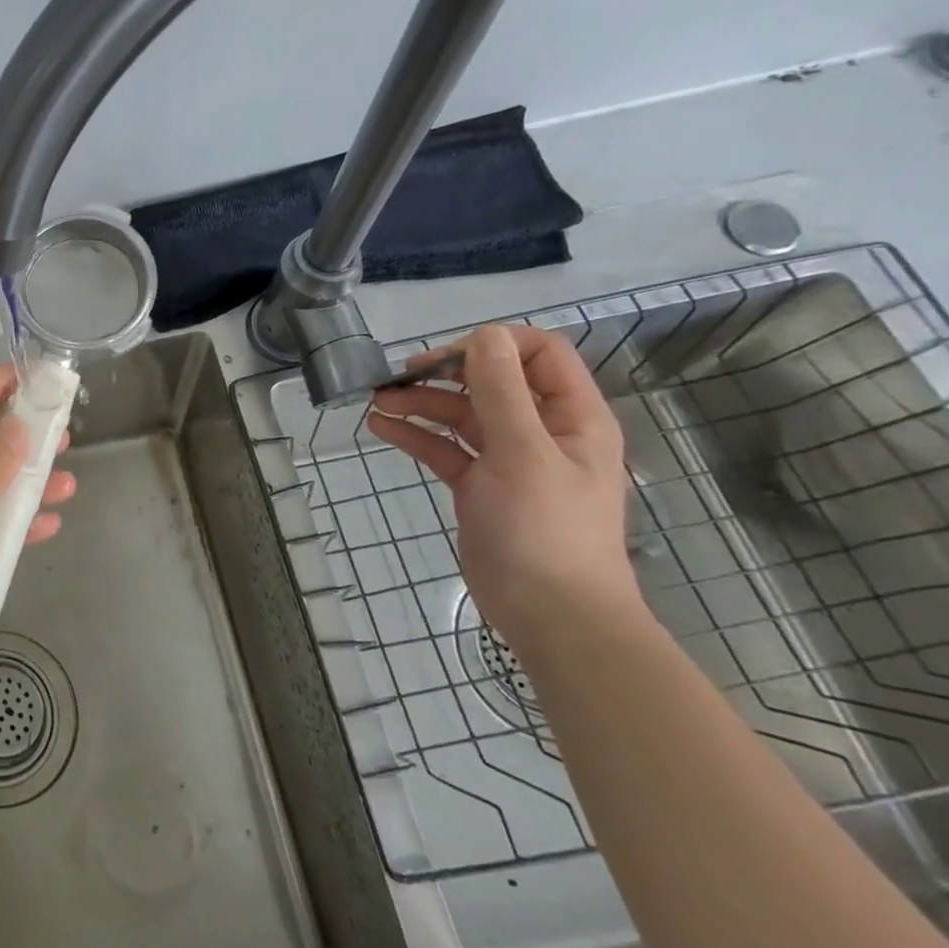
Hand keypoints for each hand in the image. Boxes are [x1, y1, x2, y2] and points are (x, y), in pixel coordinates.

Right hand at [365, 324, 636, 649]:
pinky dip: (415, 435)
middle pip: (490, 382)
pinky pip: (444, 448)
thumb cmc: (545, 528)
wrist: (550, 614)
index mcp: (571, 417)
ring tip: (377, 401)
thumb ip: (502, 391)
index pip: (539, 354)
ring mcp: (508, 460)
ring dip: (421, 403)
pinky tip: (380, 428)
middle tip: (398, 377)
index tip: (445, 357)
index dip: (493, 345)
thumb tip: (485, 333)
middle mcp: (541, 431)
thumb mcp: (523, 452)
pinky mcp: (479, 486)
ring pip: (461, 414)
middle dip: (444, 373)